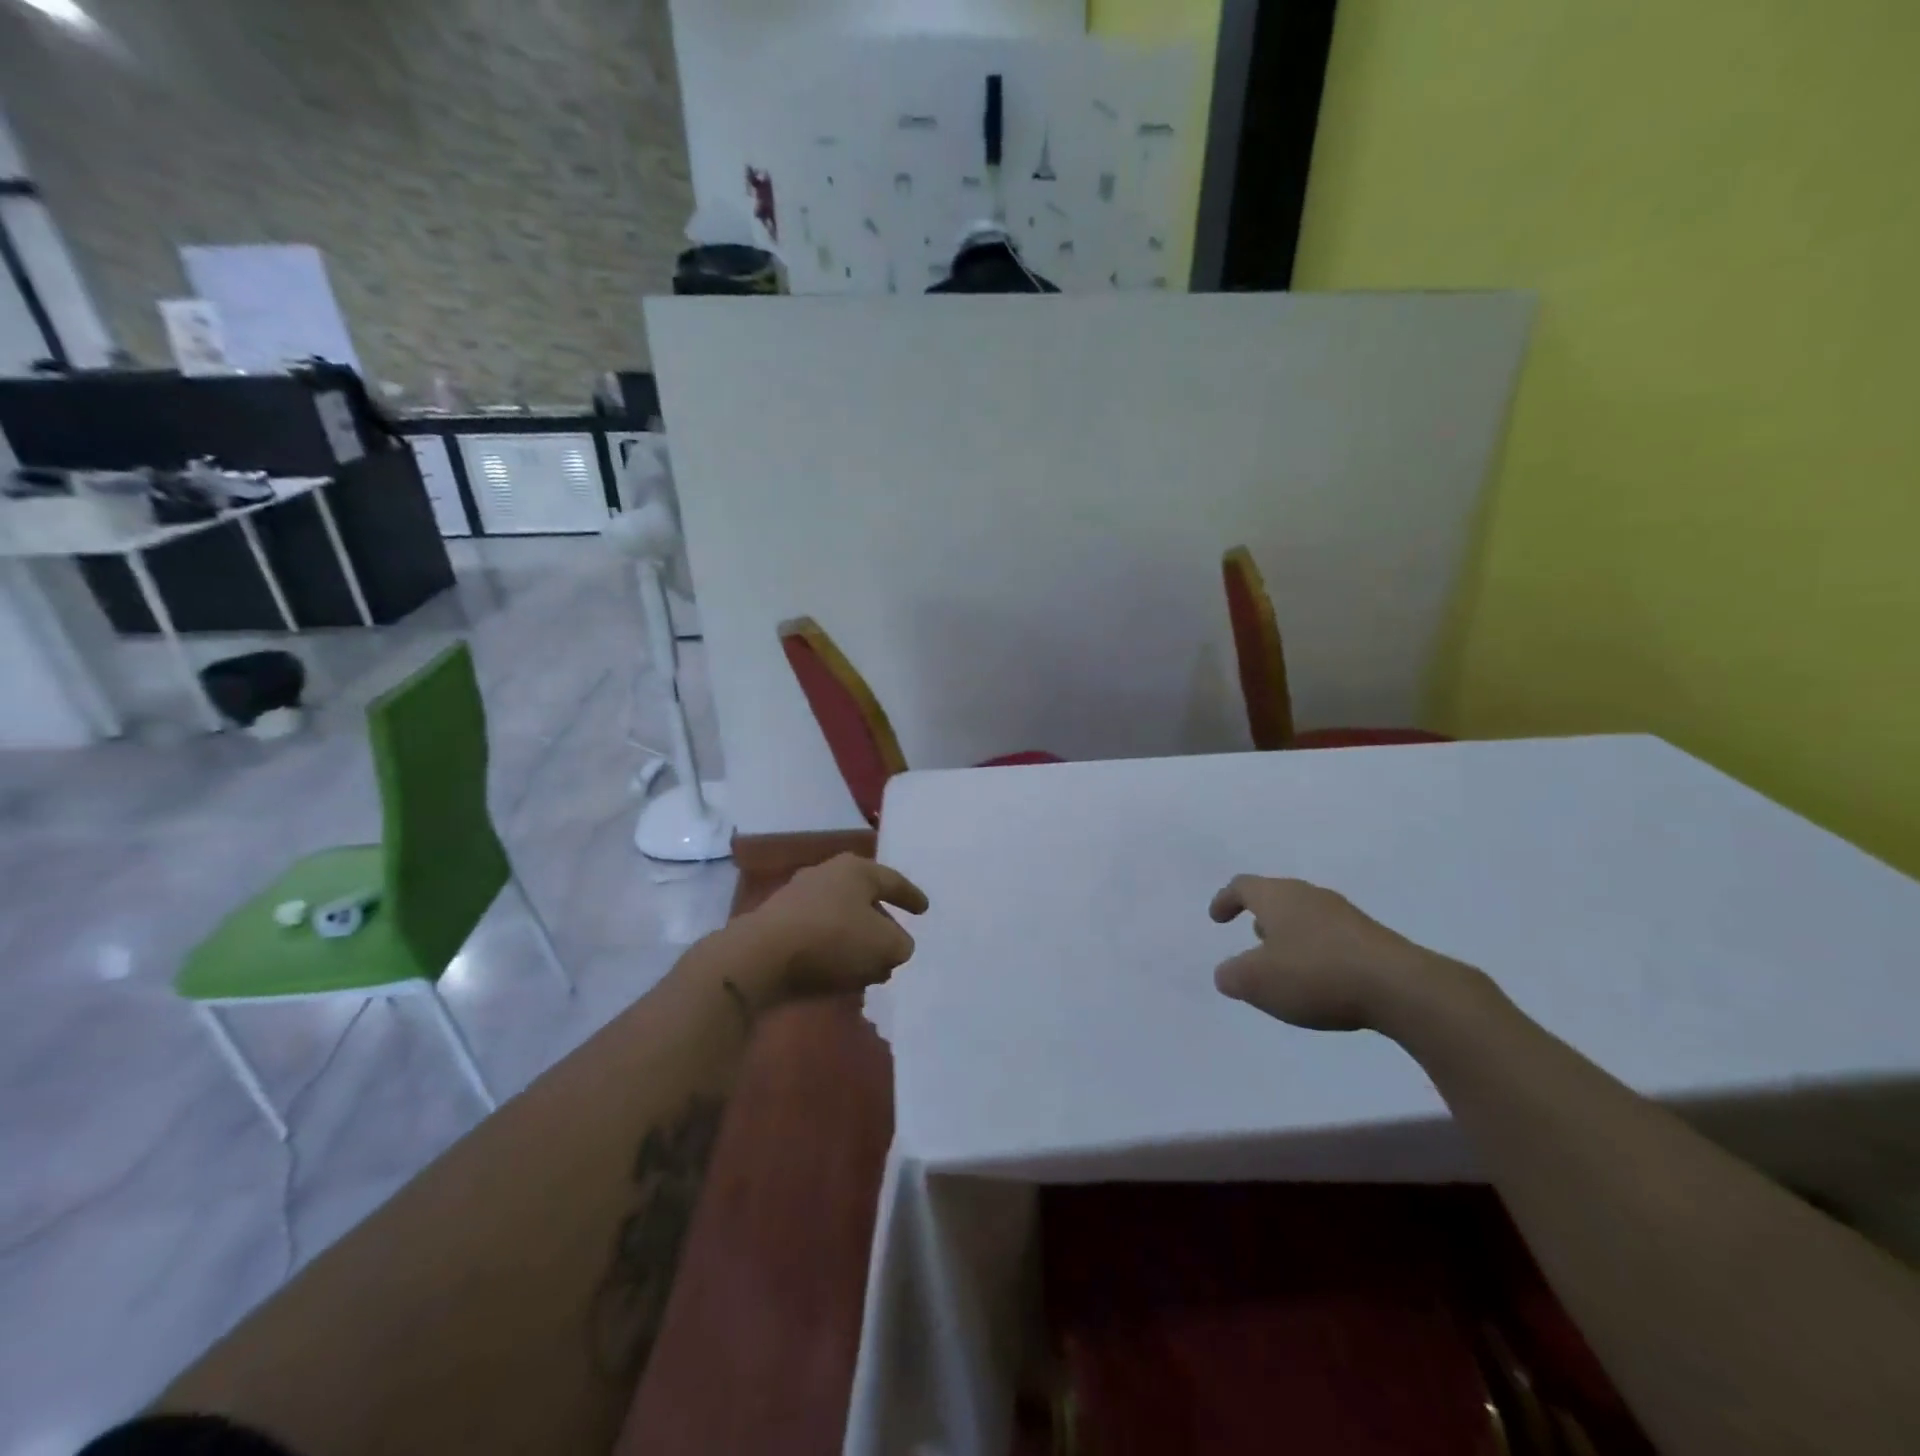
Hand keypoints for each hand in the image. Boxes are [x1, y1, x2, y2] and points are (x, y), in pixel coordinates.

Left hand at [736, 853, 929, 1005]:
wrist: (761, 956)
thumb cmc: (833, 939)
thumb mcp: (885, 945)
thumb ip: (900, 944)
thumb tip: (896, 945)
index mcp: (856, 869)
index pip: (893, 880)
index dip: (911, 896)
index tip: (924, 910)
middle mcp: (827, 874)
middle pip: (864, 898)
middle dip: (881, 922)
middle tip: (895, 941)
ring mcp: (798, 897)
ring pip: (840, 918)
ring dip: (857, 941)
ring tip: (871, 967)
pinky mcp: (777, 923)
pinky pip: (818, 934)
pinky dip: (834, 950)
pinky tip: (841, 973)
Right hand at [1209, 875, 1481, 1032]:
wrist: (1401, 987)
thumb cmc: (1315, 975)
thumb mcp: (1256, 982)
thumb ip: (1232, 975)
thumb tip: (1227, 973)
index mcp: (1277, 896)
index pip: (1243, 886)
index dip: (1225, 900)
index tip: (1217, 918)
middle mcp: (1310, 896)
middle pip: (1277, 897)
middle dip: (1261, 916)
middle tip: (1252, 937)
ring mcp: (1345, 915)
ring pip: (1306, 916)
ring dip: (1290, 935)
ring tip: (1285, 962)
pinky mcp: (1372, 938)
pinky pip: (1332, 936)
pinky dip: (1317, 951)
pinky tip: (1321, 979)